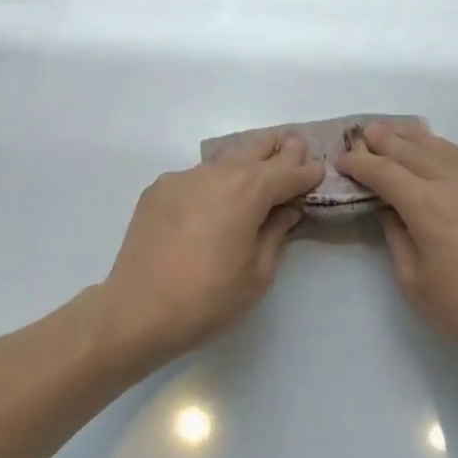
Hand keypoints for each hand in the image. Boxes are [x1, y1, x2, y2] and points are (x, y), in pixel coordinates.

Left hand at [96, 131, 325, 372]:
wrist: (138, 310)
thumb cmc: (209, 298)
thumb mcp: (258, 273)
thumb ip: (276, 233)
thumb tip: (286, 210)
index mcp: (249, 191)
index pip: (288, 171)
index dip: (308, 171)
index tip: (319, 170)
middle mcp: (218, 173)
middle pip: (256, 149)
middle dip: (279, 149)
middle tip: (295, 147)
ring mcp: (183, 178)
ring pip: (224, 159)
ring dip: (246, 161)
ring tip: (258, 166)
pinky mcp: (158, 190)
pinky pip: (196, 176)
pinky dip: (213, 180)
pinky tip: (214, 199)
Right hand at [338, 123, 457, 375]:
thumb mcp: (414, 281)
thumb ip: (396, 236)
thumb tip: (388, 208)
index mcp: (428, 207)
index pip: (385, 172)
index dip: (360, 163)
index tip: (342, 159)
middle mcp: (457, 185)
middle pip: (415, 151)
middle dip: (386, 140)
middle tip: (365, 132)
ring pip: (446, 150)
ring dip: (417, 139)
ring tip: (397, 132)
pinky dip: (446, 154)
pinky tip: (438, 157)